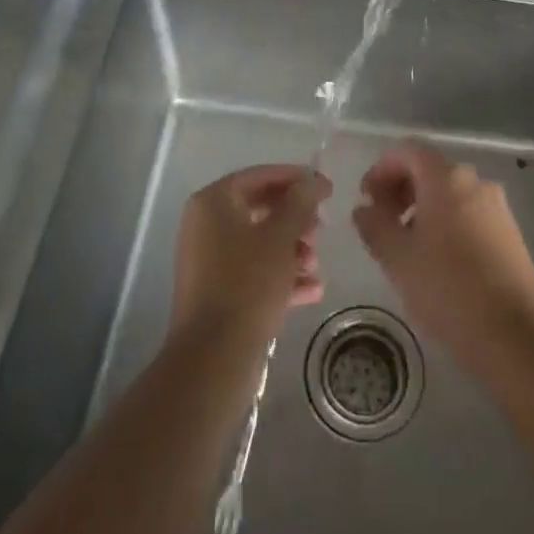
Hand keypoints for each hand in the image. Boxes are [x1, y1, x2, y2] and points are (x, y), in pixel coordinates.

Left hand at [170, 165, 330, 346]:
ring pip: (260, 242)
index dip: (296, 178)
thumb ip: (301, 202)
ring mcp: (209, 260)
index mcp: (213, 202)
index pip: (259, 176)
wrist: (214, 358)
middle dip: (296, 219)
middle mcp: (206, 225)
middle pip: (260, 209)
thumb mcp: (281, 237)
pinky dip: (281, 276)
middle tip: (322, 229)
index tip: (327, 188)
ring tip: (316, 265)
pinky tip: (313, 290)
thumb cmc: (248, 284)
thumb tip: (315, 179)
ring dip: (292, 250)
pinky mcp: (217, 292)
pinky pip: (253, 272)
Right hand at [353, 141, 533, 372]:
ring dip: (421, 207)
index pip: (408, 151)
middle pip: (430, 170)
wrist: (515, 337)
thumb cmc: (448, 289)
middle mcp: (476, 182)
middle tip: (381, 222)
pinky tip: (436, 260)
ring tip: (405, 245)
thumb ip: (374, 225)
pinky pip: (468, 213)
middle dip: (400, 189)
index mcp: (447, 178)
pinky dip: (445, 222)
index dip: (382, 168)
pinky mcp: (510, 233)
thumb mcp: (397, 258)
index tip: (366, 199)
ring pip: (450, 193)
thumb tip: (364, 209)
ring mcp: (497, 207)